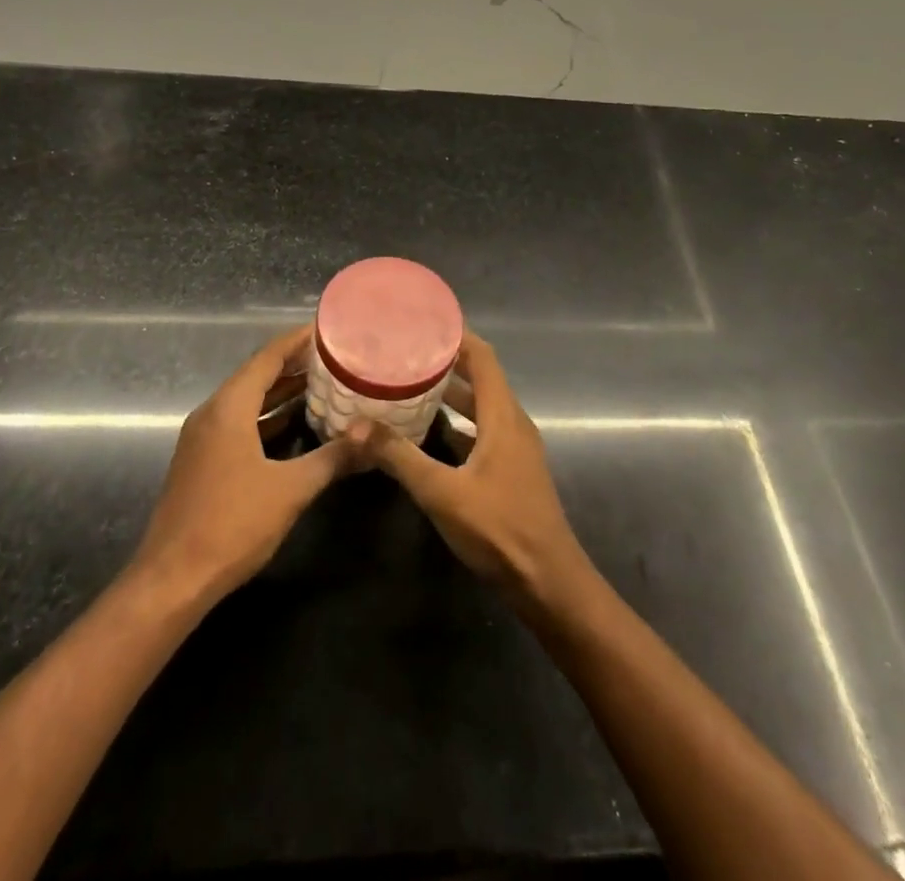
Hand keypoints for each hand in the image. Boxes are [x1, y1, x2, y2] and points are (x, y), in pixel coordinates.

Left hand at [130, 327, 358, 604]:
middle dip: (293, 364)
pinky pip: (238, 423)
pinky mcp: (202, 461)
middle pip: (256, 375)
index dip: (297, 341)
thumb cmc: (232, 524)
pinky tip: (293, 423)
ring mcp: (203, 438)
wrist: (172, 580)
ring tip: (321, 383)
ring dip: (280, 392)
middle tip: (334, 355)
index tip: (327, 328)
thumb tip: (372, 437)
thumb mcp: (291, 490)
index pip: (267, 358)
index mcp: (228, 408)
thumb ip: (333, 458)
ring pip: (247, 401)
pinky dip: (266, 417)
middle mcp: (212, 413)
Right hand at [357, 333, 591, 607]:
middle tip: (404, 352)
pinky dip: (457, 421)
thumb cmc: (500, 529)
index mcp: (503, 415)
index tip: (422, 321)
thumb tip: (355, 426)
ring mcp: (515, 447)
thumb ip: (399, 457)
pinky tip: (428, 431)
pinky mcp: (511, 468)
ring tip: (409, 384)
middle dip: (445, 361)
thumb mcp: (442, 492)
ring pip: (480, 405)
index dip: (456, 335)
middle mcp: (512, 422)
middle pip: (480, 377)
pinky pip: (482, 429)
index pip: (482, 357)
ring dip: (450, 392)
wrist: (548, 582)